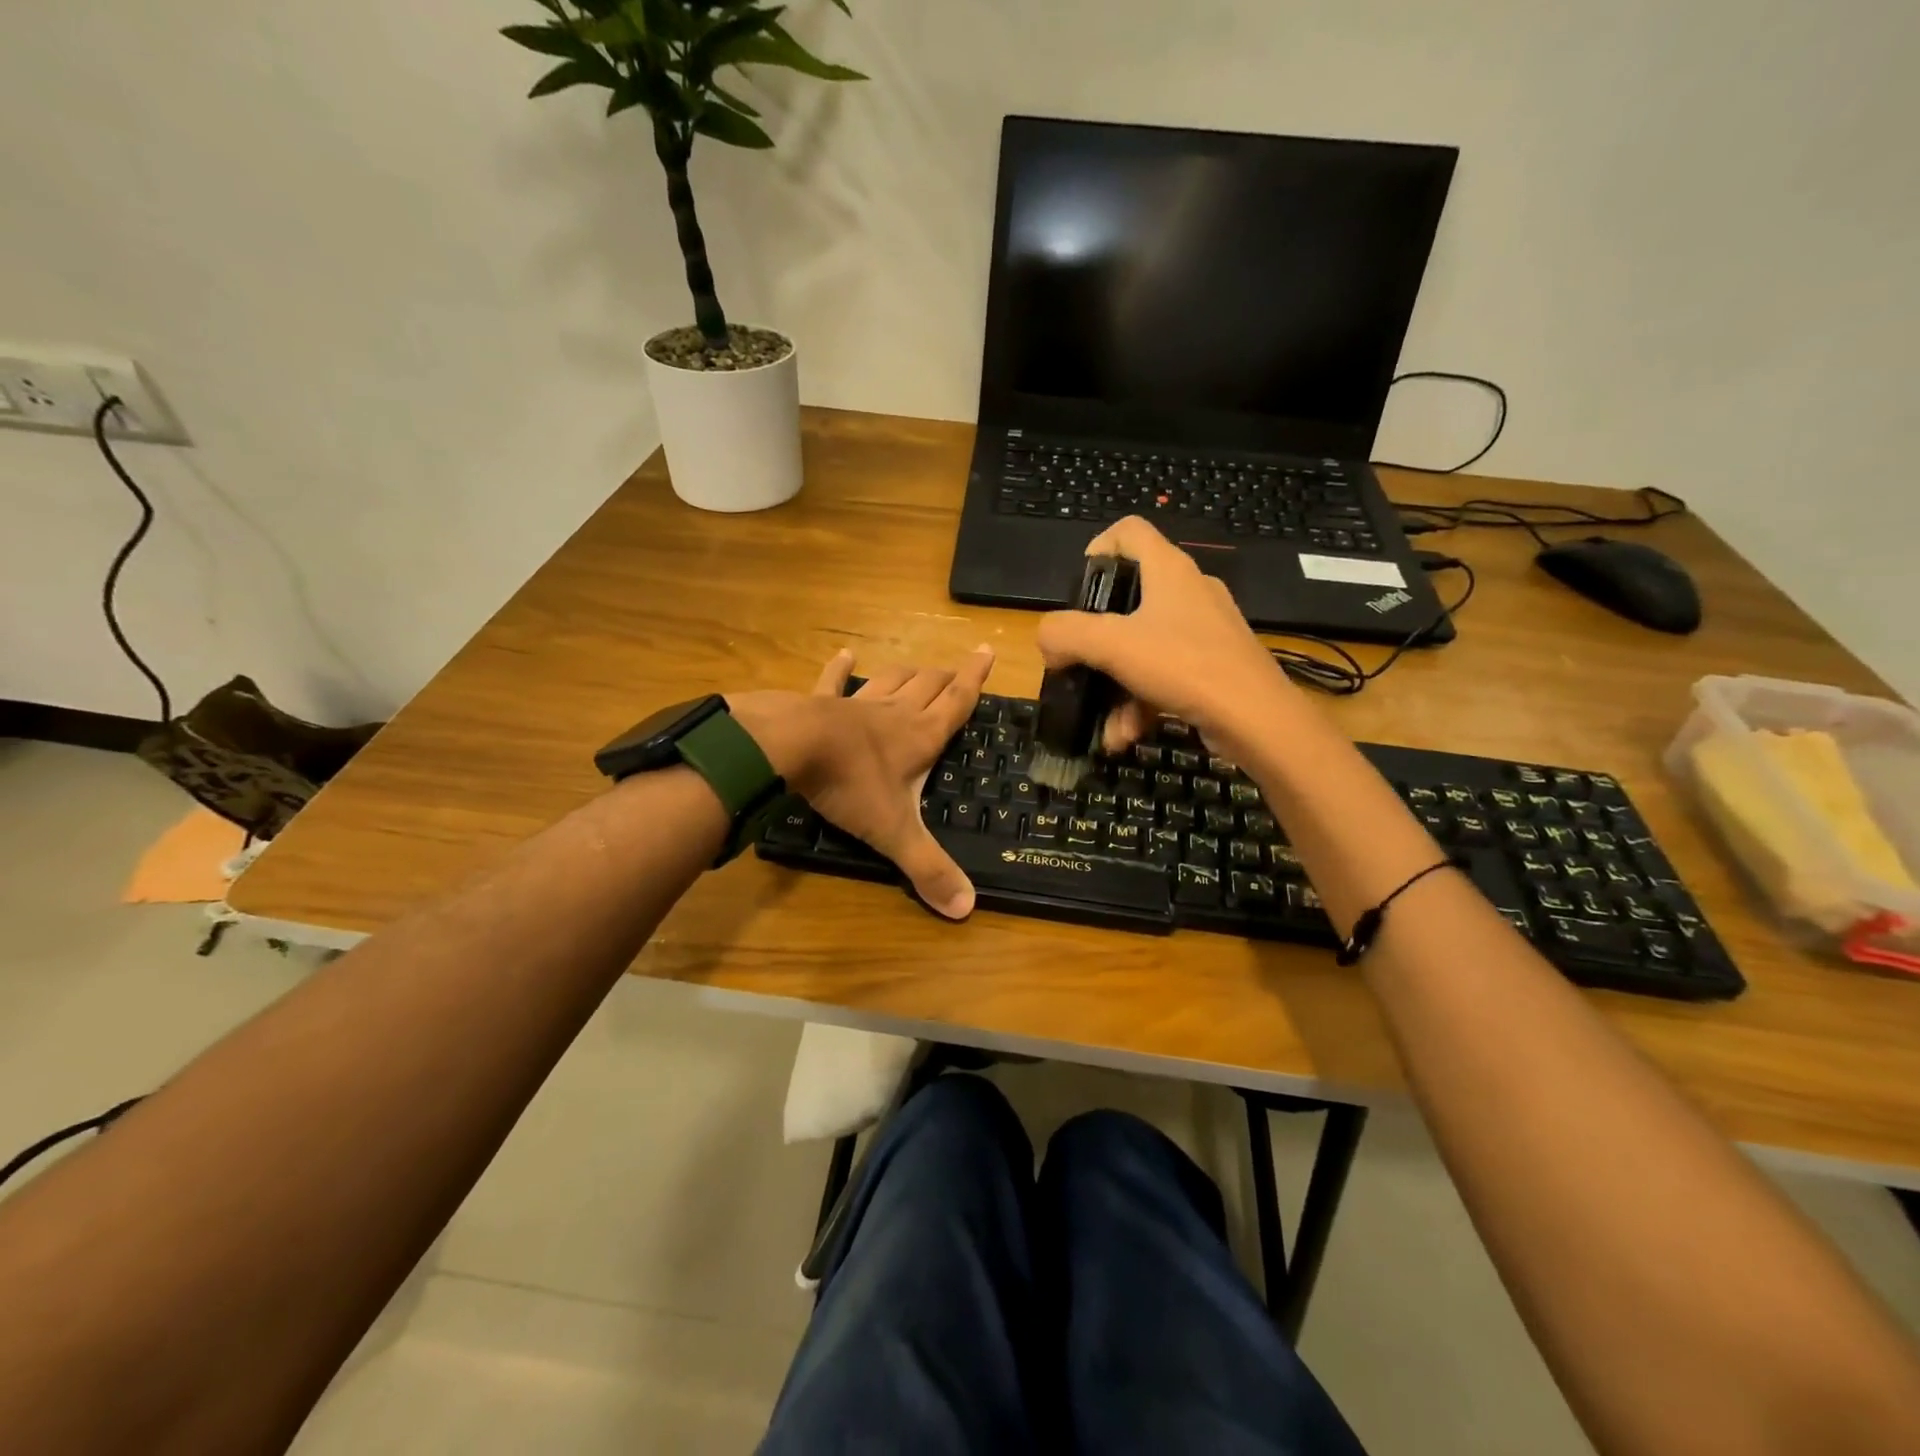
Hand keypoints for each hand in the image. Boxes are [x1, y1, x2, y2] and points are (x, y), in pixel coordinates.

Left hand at [730, 645, 995, 918]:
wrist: (790, 748)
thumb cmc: (850, 785)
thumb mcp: (894, 831)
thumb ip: (928, 868)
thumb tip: (967, 909)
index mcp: (920, 737)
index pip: (958, 702)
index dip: (975, 678)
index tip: (987, 651)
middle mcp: (895, 714)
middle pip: (928, 686)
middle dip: (946, 677)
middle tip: (958, 669)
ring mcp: (857, 704)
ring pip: (891, 680)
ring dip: (908, 673)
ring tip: (920, 668)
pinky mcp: (821, 702)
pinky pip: (834, 681)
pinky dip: (840, 668)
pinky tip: (845, 655)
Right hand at [1036, 516, 1294, 754]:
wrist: (1256, 719)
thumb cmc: (1183, 665)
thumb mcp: (1111, 645)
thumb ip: (1066, 635)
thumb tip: (1047, 642)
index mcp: (1169, 570)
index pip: (1128, 530)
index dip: (1097, 548)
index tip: (1079, 589)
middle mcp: (1189, 591)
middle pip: (1129, 598)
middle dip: (1096, 640)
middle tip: (1078, 663)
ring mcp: (1204, 630)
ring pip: (1143, 647)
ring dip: (1114, 686)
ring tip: (1102, 724)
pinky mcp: (1214, 665)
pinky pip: (1164, 675)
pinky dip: (1140, 703)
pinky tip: (1125, 735)